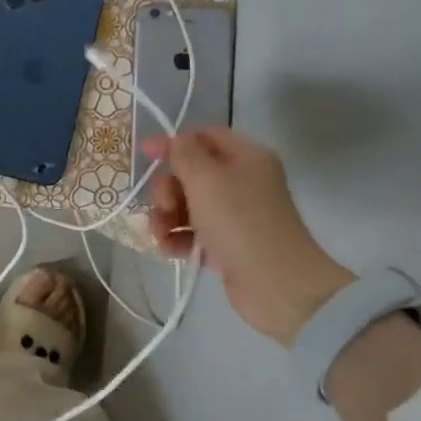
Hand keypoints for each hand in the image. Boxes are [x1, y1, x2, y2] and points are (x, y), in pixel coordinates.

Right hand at [144, 128, 353, 345]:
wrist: (276, 284)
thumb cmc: (240, 222)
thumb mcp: (206, 179)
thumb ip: (185, 154)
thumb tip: (175, 141)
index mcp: (246, 157)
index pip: (204, 137)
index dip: (173, 143)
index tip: (144, 154)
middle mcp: (242, 182)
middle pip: (191, 173)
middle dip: (168, 188)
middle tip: (164, 207)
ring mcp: (235, 215)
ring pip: (188, 205)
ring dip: (167, 216)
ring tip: (160, 234)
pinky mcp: (227, 245)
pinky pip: (193, 233)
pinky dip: (177, 238)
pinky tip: (168, 249)